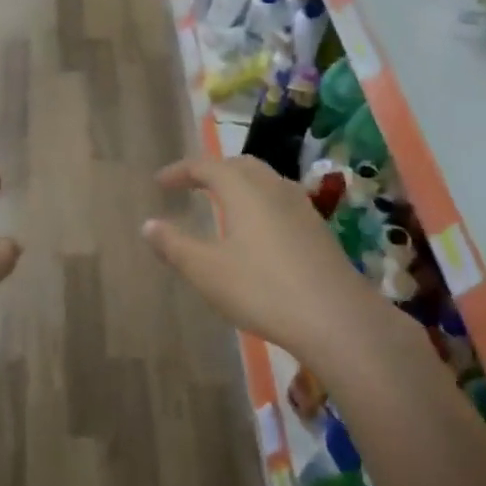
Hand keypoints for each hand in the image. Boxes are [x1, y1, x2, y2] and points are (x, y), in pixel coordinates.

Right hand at [143, 155, 391, 362]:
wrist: (337, 319)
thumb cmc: (262, 289)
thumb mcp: (206, 271)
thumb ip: (174, 245)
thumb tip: (148, 224)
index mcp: (244, 190)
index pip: (207, 166)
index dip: (180, 171)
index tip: (160, 183)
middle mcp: (274, 189)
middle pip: (240, 165)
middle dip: (212, 170)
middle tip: (191, 185)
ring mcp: (301, 208)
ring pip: (265, 181)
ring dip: (239, 184)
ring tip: (222, 203)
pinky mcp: (318, 231)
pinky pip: (281, 201)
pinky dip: (259, 203)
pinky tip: (257, 231)